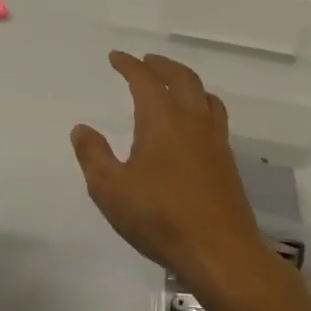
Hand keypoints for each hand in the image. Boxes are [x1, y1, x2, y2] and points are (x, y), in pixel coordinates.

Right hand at [71, 52, 271, 300]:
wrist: (221, 253)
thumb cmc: (160, 218)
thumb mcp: (110, 189)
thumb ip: (93, 155)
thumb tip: (82, 129)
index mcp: (162, 121)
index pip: (145, 80)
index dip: (129, 65)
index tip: (116, 57)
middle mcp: (192, 122)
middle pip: (182, 78)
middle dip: (162, 65)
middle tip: (146, 62)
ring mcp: (215, 142)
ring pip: (205, 96)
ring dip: (186, 82)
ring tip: (173, 86)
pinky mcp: (227, 163)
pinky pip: (215, 118)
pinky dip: (201, 106)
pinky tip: (192, 126)